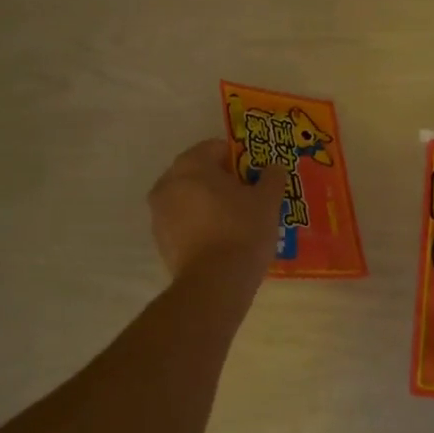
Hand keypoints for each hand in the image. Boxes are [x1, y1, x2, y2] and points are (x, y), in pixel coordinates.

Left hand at [148, 139, 287, 287]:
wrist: (215, 284)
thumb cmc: (242, 231)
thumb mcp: (267, 200)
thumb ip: (272, 177)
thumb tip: (274, 168)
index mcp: (191, 165)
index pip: (216, 148)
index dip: (240, 159)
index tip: (256, 176)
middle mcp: (168, 183)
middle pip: (200, 172)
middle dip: (223, 181)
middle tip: (249, 196)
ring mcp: (159, 213)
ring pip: (190, 197)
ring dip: (209, 202)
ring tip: (237, 220)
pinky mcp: (160, 240)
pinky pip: (183, 221)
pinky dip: (199, 223)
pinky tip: (221, 239)